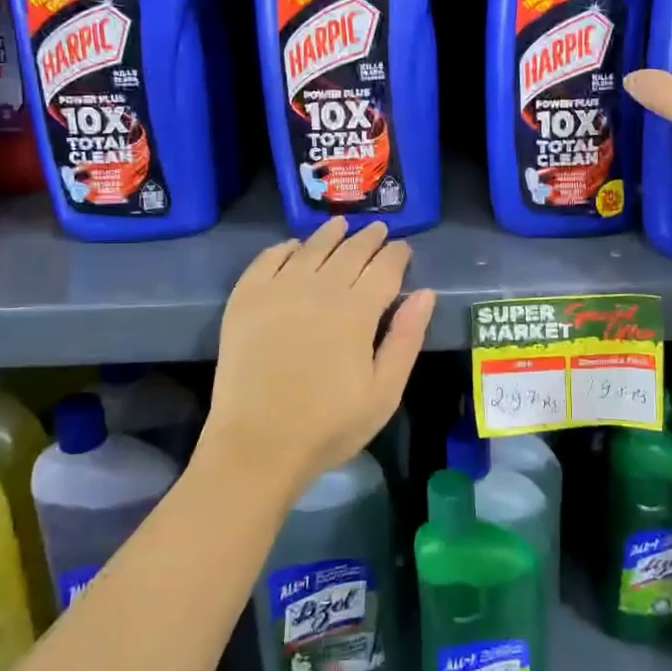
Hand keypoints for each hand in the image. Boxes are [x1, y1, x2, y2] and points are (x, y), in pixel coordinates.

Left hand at [200, 218, 435, 500]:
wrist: (256, 445)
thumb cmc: (328, 426)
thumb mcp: (384, 392)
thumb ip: (406, 339)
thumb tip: (426, 293)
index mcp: (356, 311)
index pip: (384, 268)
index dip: (397, 254)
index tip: (403, 248)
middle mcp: (319, 289)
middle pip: (350, 251)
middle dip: (369, 238)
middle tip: (379, 230)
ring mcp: (278, 290)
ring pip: (310, 248)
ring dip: (330, 234)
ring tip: (341, 225)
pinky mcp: (245, 299)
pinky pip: (268, 260)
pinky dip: (284, 248)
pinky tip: (293, 247)